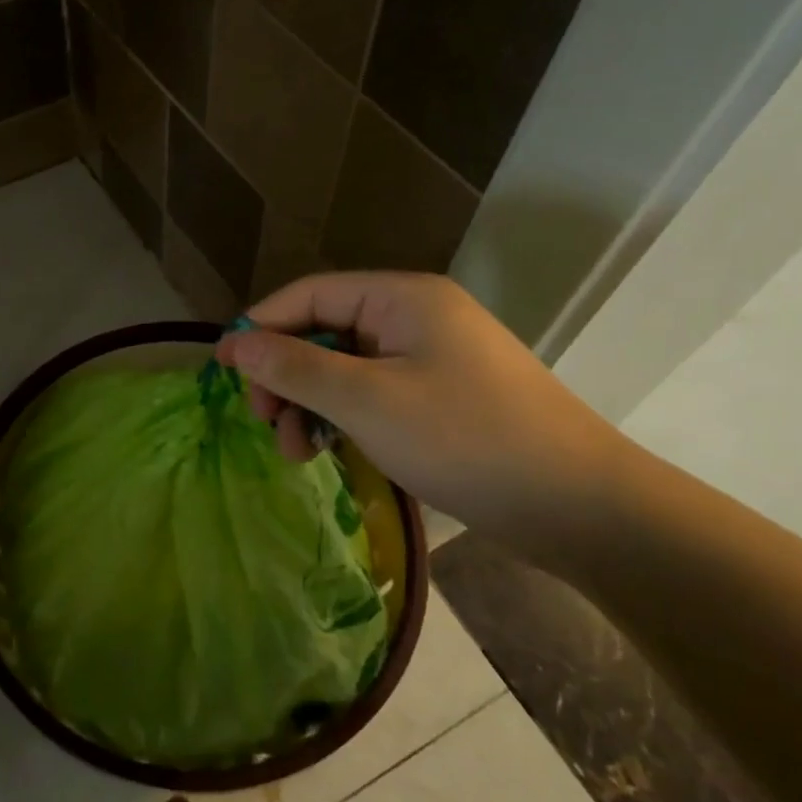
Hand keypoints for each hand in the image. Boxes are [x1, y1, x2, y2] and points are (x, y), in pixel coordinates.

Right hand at [217, 272, 631, 534]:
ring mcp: (431, 358)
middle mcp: (415, 317)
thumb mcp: (367, 402)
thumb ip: (296, 367)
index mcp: (402, 298)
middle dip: (286, 375)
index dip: (260, 325)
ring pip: (345, 368)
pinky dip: (343, 418)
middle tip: (266, 423)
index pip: (310, 294)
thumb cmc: (467, 439)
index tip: (221, 368)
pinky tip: (330, 452)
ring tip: (296, 453)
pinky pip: (372, 394)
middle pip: (325, 331)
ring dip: (310, 404)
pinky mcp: (441, 397)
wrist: (581, 507)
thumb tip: (233, 343)